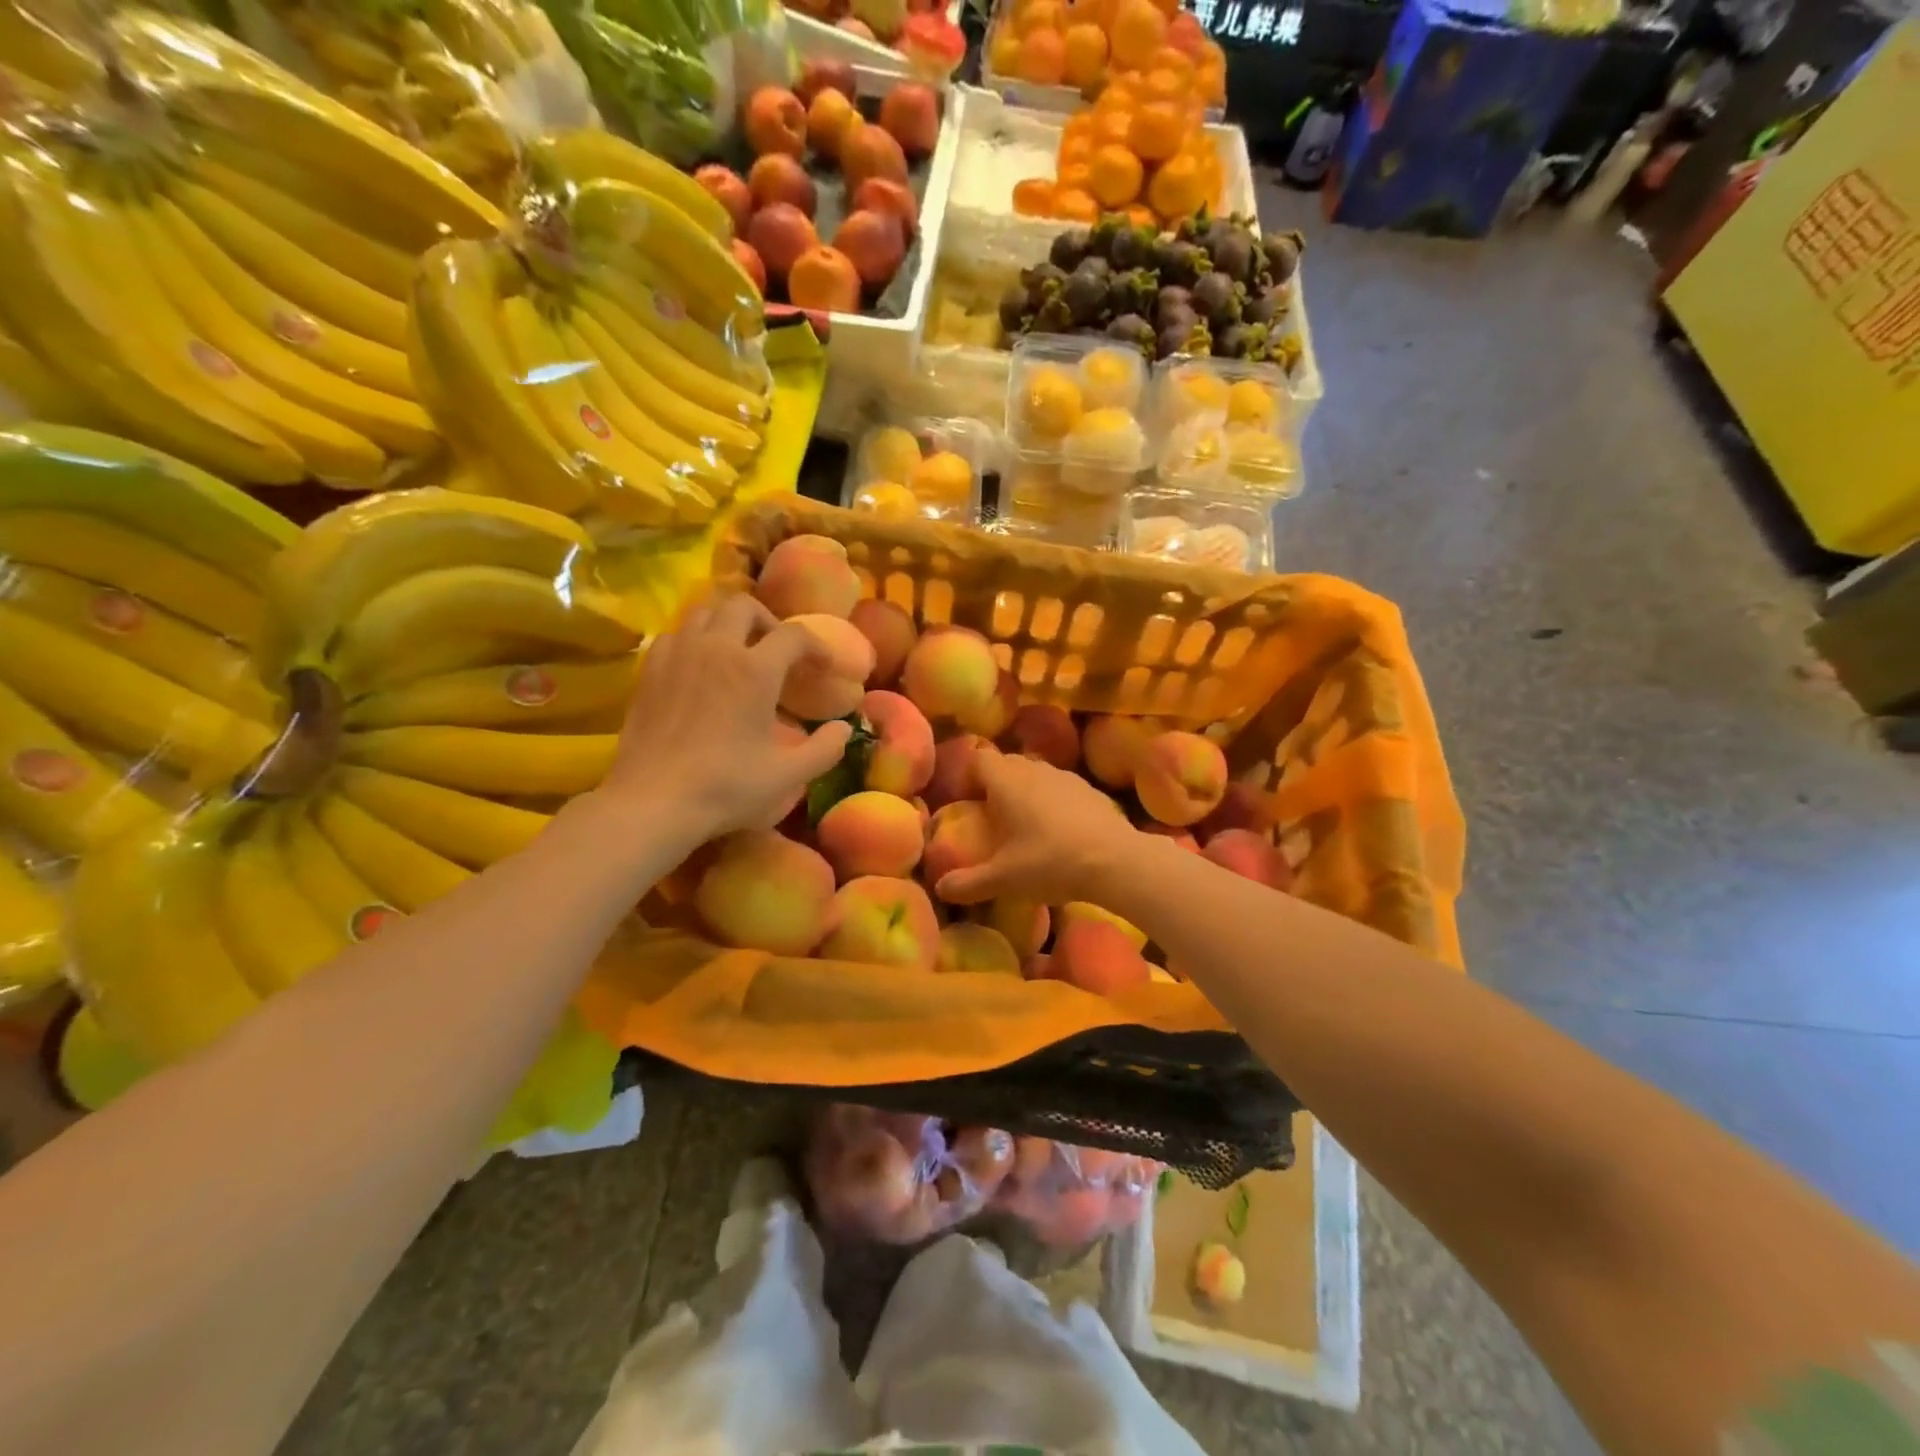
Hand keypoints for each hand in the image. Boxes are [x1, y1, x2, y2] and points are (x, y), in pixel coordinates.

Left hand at [600, 593, 851, 842]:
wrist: (652, 801)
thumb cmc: (725, 787)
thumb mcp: (788, 775)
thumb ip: (826, 748)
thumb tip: (844, 728)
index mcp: (755, 669)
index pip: (794, 635)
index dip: (817, 647)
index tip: (825, 668)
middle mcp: (716, 648)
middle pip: (745, 606)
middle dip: (769, 622)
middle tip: (779, 653)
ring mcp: (678, 654)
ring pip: (706, 611)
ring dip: (729, 623)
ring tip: (739, 652)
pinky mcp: (650, 669)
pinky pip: (677, 634)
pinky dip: (696, 639)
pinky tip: (700, 667)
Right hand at [935, 749, 1140, 906]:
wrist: (1115, 861)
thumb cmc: (1050, 862)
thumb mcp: (1004, 879)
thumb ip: (969, 883)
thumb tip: (940, 889)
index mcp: (1007, 782)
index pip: (979, 758)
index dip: (969, 775)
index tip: (967, 801)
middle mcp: (1034, 770)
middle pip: (1007, 763)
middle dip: (996, 783)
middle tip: (992, 816)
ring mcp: (1066, 777)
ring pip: (1036, 773)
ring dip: (1027, 790)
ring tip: (1026, 823)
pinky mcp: (1090, 790)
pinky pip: (1062, 787)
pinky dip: (1054, 801)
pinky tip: (1061, 831)